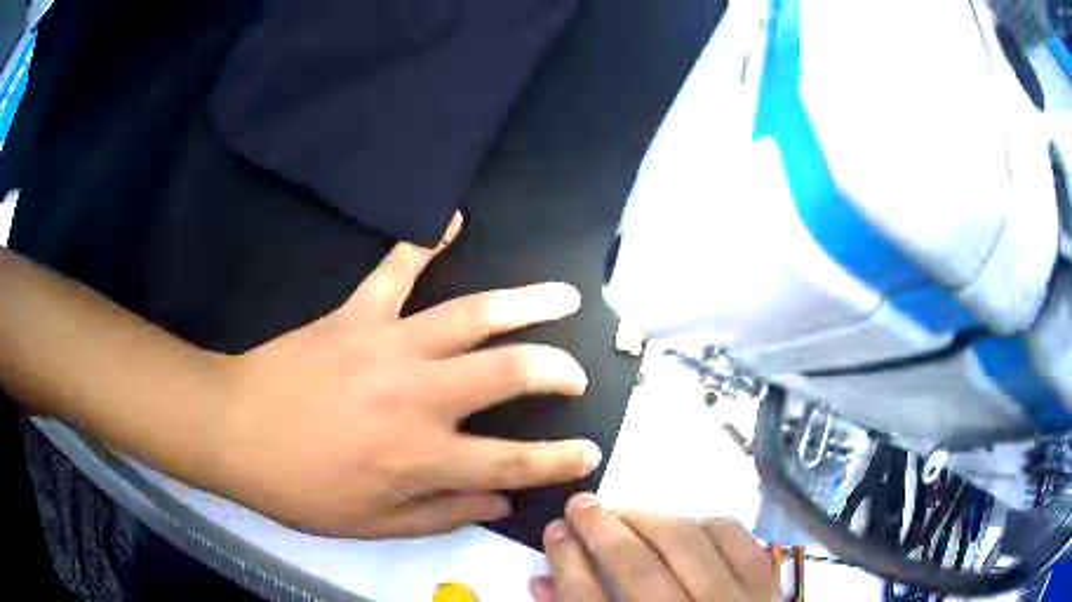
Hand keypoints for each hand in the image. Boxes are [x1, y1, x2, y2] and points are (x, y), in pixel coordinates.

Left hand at [209, 212, 601, 537]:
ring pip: (472, 314)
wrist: (235, 431)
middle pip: (509, 373)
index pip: (514, 463)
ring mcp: (389, 345)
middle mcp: (420, 397)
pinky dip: (425, 240)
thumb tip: (500, 503)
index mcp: (423, 457)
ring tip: (563, 296)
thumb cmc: (301, 488)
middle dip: (556, 373)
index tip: (591, 451)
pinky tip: (453, 218)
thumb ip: (443, 514)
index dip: (560, 460)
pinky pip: (398, 267)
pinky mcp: (358, 313)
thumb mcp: (373, 523)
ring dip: (526, 304)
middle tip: (577, 374)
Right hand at [531, 494, 776, 601]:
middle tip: (580, 504)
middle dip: (601, 529)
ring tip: (624, 510)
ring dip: (649, 517)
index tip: (554, 530)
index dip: (566, 561)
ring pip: (688, 543)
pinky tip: (682, 522)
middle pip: (638, 568)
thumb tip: (542, 578)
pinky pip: (736, 537)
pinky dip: (704, 522)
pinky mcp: (765, 586)